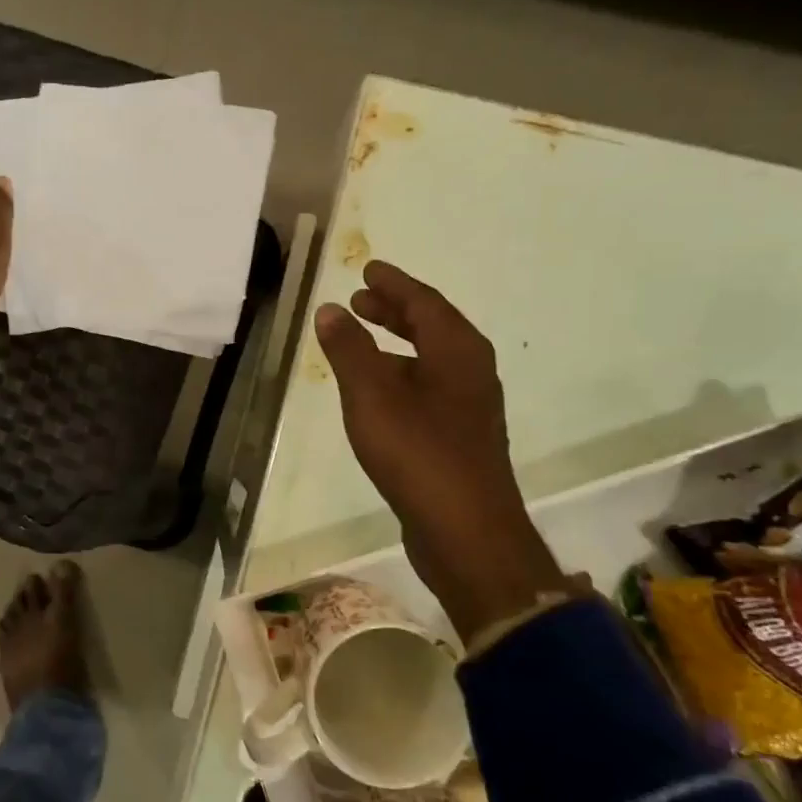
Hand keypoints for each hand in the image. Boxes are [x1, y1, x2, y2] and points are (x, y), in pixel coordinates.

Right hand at [314, 260, 566, 638]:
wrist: (465, 531)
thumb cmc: (418, 453)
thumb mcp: (372, 395)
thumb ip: (349, 350)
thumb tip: (330, 309)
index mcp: (457, 351)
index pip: (424, 302)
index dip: (394, 285)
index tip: (369, 270)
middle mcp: (471, 372)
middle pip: (432, 328)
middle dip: (395, 312)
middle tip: (362, 300)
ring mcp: (469, 408)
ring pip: (430, 361)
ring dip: (397, 345)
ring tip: (362, 341)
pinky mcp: (459, 439)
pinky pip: (428, 390)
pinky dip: (401, 377)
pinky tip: (378, 395)